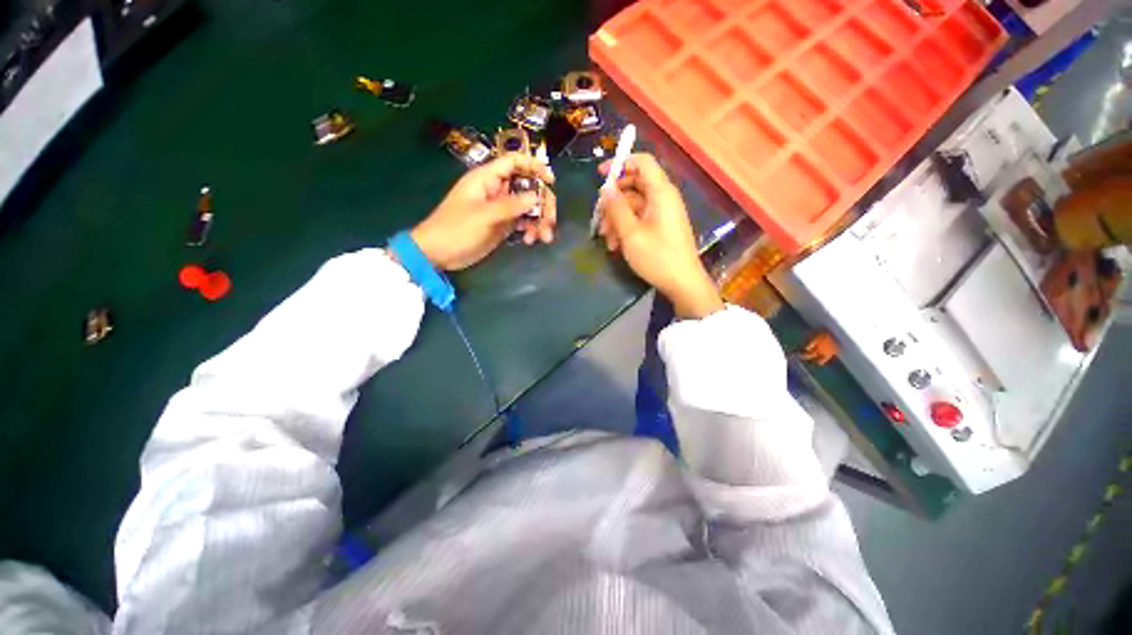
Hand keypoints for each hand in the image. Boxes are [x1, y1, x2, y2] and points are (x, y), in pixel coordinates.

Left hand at [411, 154, 556, 269]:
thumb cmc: (456, 229)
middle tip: (549, 221)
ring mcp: (501, 209)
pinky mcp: (502, 225)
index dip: (534, 166)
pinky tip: (530, 241)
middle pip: (528, 187)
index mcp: (487, 179)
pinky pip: (523, 222)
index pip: (514, 162)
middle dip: (542, 203)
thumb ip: (510, 206)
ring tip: (544, 237)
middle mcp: (496, 190)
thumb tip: (536, 197)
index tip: (551, 180)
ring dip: (539, 220)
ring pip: (528, 207)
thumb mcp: (483, 216)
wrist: (439, 253)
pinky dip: (530, 230)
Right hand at [597, 154, 722, 318]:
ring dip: (617, 219)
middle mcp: (663, 198)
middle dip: (614, 201)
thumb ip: (616, 208)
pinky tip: (616, 246)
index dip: (620, 163)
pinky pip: (640, 219)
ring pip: (634, 205)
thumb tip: (605, 188)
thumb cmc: (657, 257)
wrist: (682, 283)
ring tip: (607, 240)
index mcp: (661, 192)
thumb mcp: (630, 233)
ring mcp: (663, 213)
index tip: (600, 176)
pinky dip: (626, 228)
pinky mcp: (661, 227)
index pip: (642, 162)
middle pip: (634, 185)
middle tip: (599, 218)